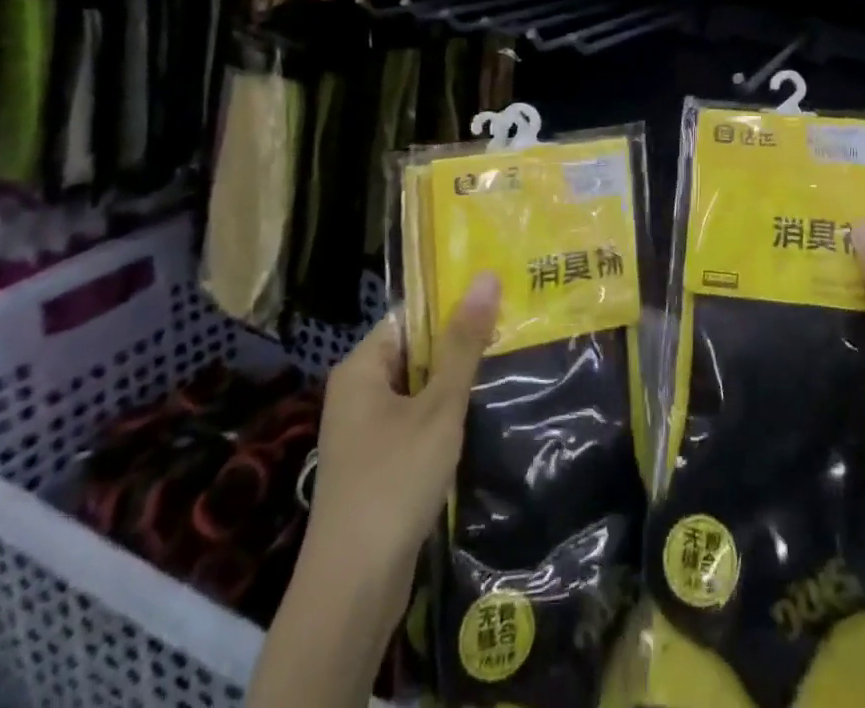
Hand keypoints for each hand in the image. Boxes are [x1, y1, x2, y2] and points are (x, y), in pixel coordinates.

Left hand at [298, 272, 501, 640]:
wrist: (352, 588)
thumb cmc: (394, 480)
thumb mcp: (439, 406)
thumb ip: (464, 343)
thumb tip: (485, 276)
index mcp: (361, 367)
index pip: (410, 316)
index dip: (452, 306)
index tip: (497, 300)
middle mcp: (356, 391)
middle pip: (415, 351)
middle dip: (459, 346)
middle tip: (511, 331)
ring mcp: (364, 430)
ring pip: (417, 389)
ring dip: (454, 383)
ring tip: (504, 366)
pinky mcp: (376, 463)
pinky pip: (414, 421)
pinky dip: (442, 416)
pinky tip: (476, 418)